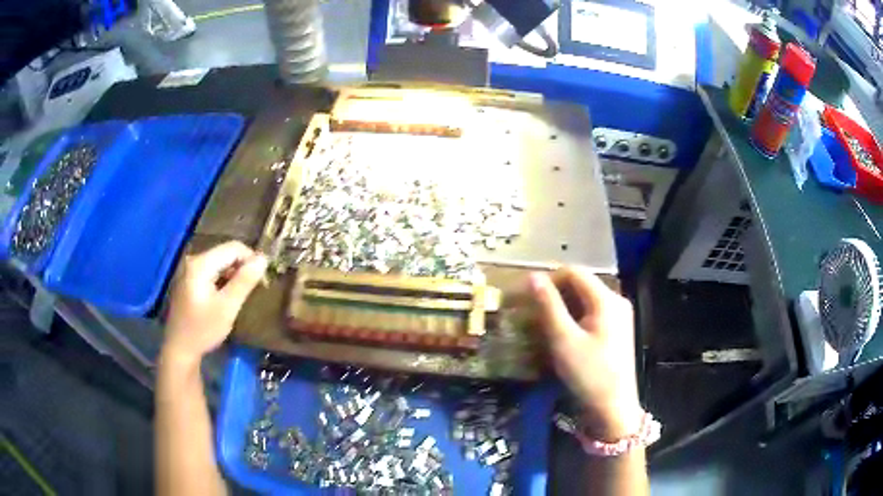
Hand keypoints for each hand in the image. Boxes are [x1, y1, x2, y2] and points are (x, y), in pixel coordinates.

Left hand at [162, 241, 267, 366]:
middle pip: (225, 253)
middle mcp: (194, 260)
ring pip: (220, 262)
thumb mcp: (227, 307)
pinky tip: (227, 296)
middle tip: (254, 288)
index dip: (251, 259)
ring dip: (234, 274)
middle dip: (242, 267)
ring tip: (242, 294)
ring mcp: (189, 269)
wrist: (180, 348)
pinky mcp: (189, 279)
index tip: (262, 279)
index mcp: (201, 263)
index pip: (233, 248)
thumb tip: (263, 259)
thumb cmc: (203, 329)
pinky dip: (223, 280)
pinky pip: (212, 271)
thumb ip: (244, 281)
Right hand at [530, 267, 641, 439]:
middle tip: (529, 313)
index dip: (548, 279)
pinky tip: (559, 335)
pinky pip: (591, 314)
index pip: (573, 272)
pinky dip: (573, 319)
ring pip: (584, 300)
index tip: (527, 297)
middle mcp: (616, 301)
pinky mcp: (617, 331)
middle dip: (553, 295)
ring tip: (540, 325)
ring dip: (561, 308)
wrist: (613, 408)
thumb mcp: (564, 340)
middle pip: (580, 285)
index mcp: (606, 299)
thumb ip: (549, 306)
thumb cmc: (588, 374)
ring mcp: (619, 316)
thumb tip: (533, 276)